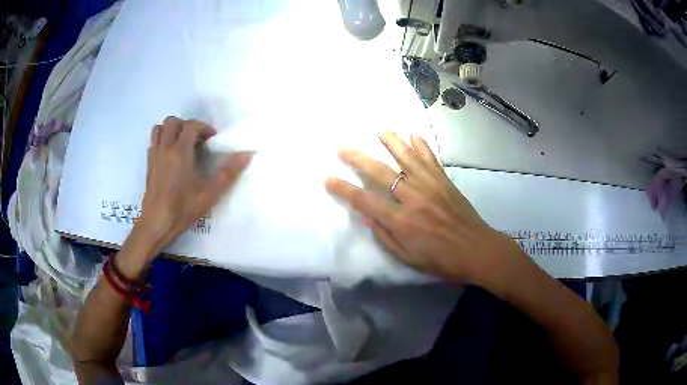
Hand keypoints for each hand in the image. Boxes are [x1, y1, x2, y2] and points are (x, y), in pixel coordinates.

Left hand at [134, 117, 251, 257]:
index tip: (212, 140)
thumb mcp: (210, 194)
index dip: (204, 128)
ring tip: (182, 143)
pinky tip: (171, 156)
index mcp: (180, 152)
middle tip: (197, 140)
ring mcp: (154, 156)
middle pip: (172, 122)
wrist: (156, 224)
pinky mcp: (148, 165)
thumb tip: (248, 154)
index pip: (191, 125)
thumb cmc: (182, 209)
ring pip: (159, 129)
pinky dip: (162, 141)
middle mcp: (165, 149)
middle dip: (186, 125)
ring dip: (171, 130)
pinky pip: (153, 143)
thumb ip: (228, 172)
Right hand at [325, 131, 521, 284]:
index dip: (344, 189)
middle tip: (342, 147)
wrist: (475, 250)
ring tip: (378, 128)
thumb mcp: (407, 257)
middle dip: (358, 158)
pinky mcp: (444, 181)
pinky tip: (413, 134)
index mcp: (401, 221)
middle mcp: (412, 198)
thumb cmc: (440, 259)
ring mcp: (430, 185)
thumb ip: (384, 235)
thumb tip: (366, 215)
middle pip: (381, 173)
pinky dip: (421, 145)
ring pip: (406, 158)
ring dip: (391, 141)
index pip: (365, 200)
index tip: (328, 178)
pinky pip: (430, 158)